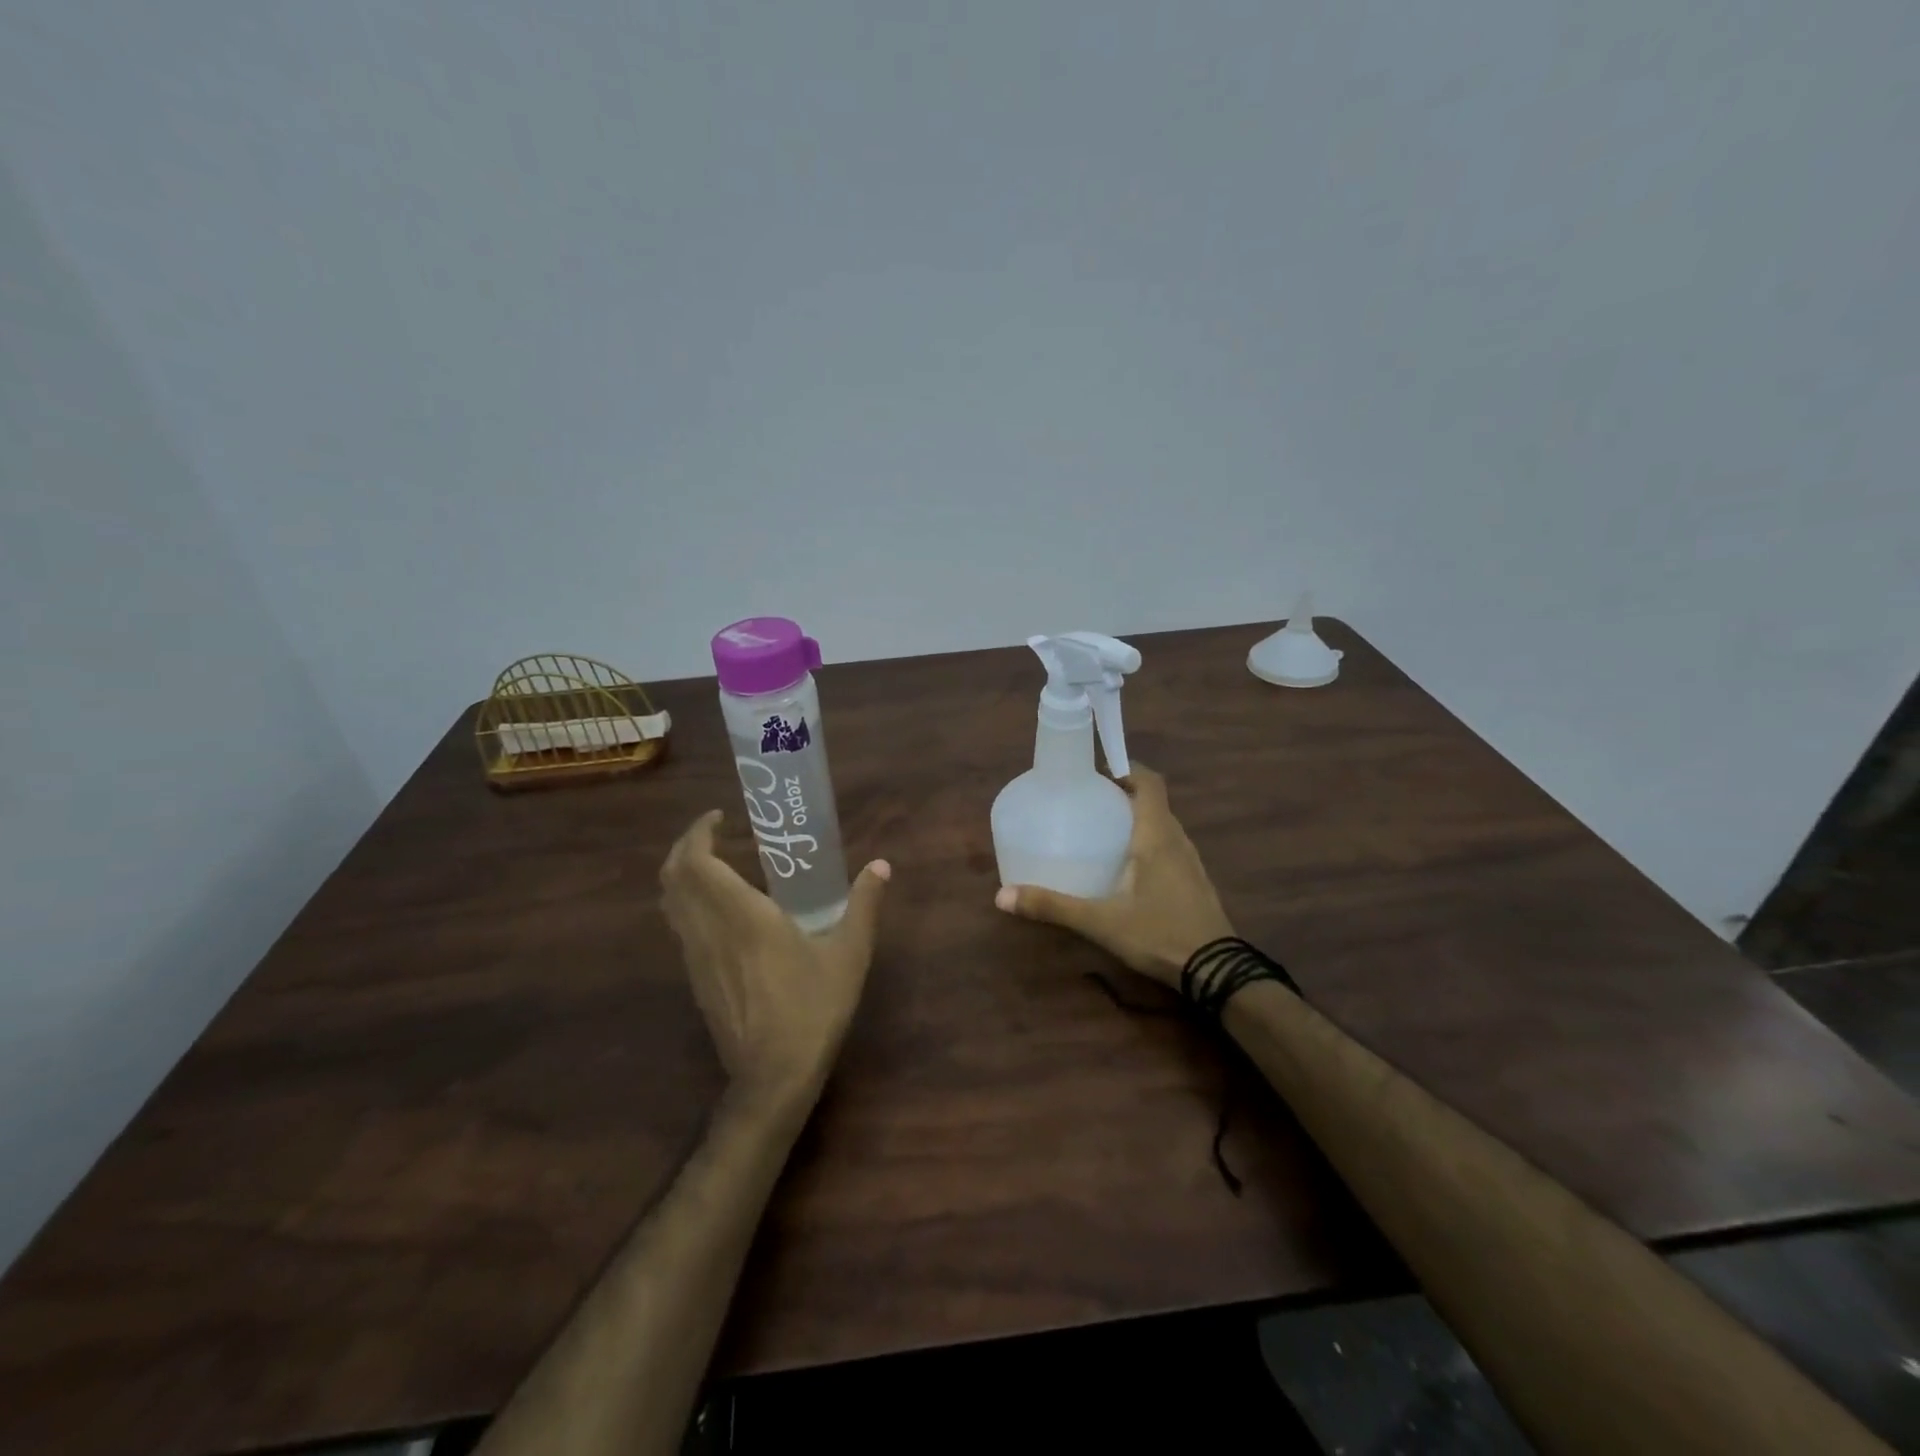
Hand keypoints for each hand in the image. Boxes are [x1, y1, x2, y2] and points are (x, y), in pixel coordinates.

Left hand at [661, 810, 890, 1109]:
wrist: (773, 1077)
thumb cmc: (812, 1008)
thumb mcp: (849, 954)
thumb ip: (864, 905)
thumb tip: (880, 866)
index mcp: (741, 916)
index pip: (696, 862)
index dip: (697, 833)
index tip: (719, 818)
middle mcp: (708, 930)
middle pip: (672, 878)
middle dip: (685, 848)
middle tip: (715, 835)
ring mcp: (696, 957)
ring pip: (671, 904)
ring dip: (684, 876)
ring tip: (716, 864)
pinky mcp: (696, 979)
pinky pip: (680, 927)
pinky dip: (689, 903)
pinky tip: (722, 910)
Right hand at [994, 763, 1231, 987]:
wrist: (1216, 971)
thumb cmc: (1159, 934)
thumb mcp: (1100, 921)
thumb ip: (1053, 906)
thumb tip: (1002, 896)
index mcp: (1157, 836)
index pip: (1150, 783)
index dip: (1127, 768)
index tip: (1098, 772)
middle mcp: (1178, 841)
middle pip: (1155, 802)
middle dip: (1125, 794)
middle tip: (1090, 802)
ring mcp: (1191, 862)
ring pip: (1164, 826)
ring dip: (1139, 820)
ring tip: (1105, 832)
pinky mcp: (1195, 883)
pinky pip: (1171, 848)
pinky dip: (1150, 844)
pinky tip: (1129, 869)